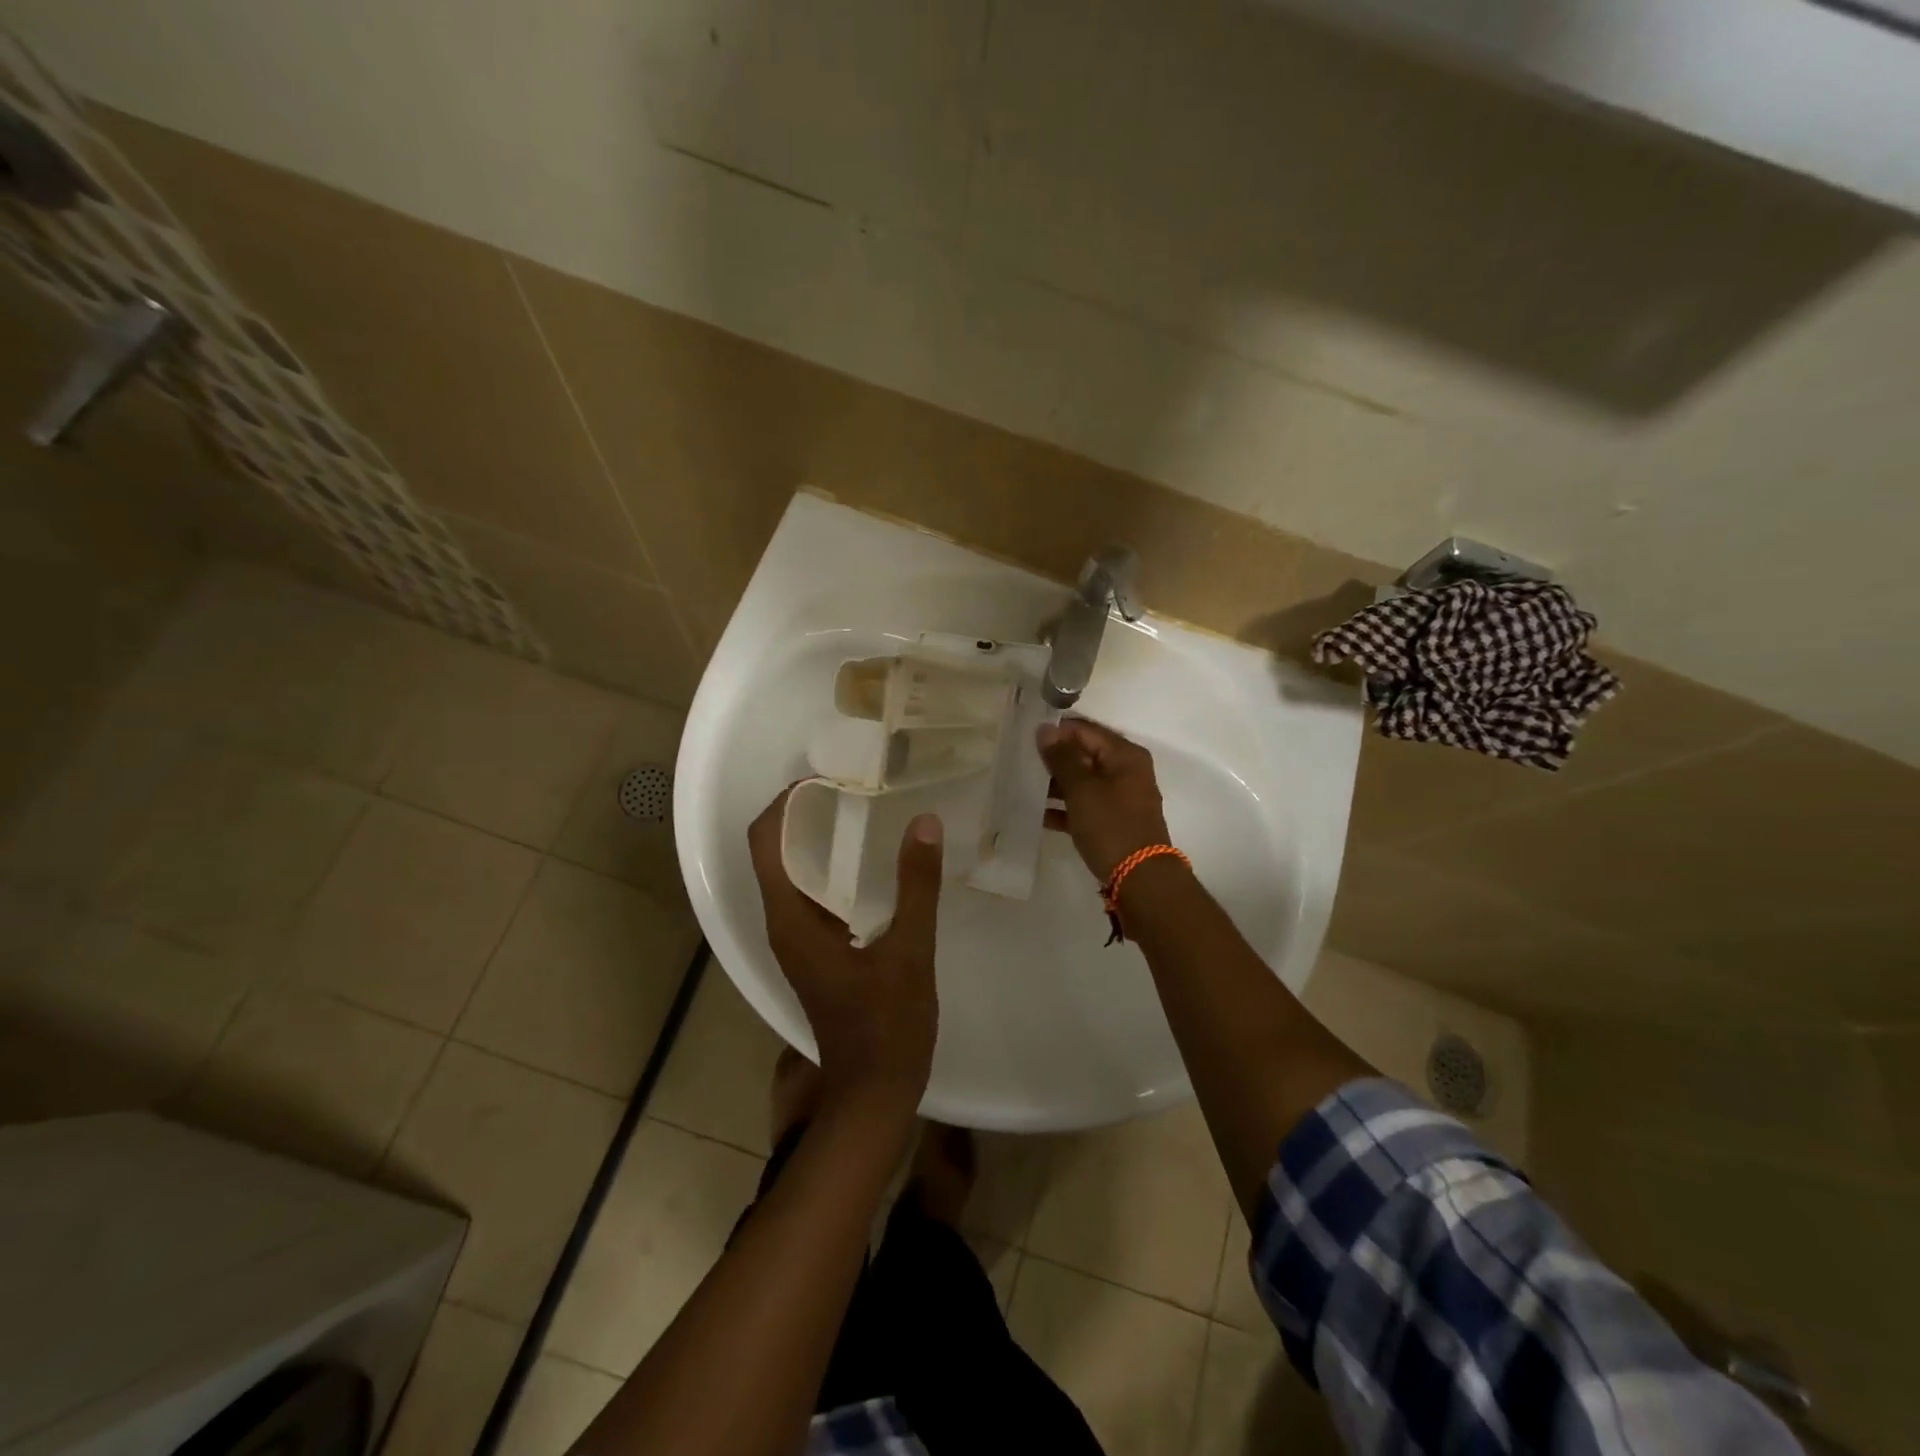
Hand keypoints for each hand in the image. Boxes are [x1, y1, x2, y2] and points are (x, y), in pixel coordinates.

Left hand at [747, 789, 943, 1114]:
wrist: (873, 1092)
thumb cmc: (887, 1025)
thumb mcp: (909, 951)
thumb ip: (916, 885)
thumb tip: (924, 823)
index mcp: (791, 921)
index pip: (765, 844)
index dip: (784, 805)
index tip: (824, 780)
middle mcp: (784, 926)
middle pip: (775, 853)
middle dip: (804, 816)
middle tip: (853, 789)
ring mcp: (798, 941)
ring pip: (794, 875)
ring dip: (818, 842)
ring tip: (865, 815)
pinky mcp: (816, 953)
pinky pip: (813, 896)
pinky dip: (832, 870)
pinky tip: (873, 865)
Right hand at [1037, 719, 1171, 882]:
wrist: (1140, 879)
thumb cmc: (1111, 826)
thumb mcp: (1082, 789)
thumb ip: (1062, 758)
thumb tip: (1046, 729)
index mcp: (1124, 755)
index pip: (1085, 730)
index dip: (1056, 732)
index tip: (1026, 738)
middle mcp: (1126, 771)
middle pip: (1084, 754)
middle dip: (1054, 758)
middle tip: (1021, 762)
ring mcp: (1121, 797)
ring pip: (1083, 781)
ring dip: (1056, 784)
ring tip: (1025, 786)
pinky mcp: (1113, 820)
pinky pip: (1085, 805)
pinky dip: (1065, 808)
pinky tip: (1038, 814)